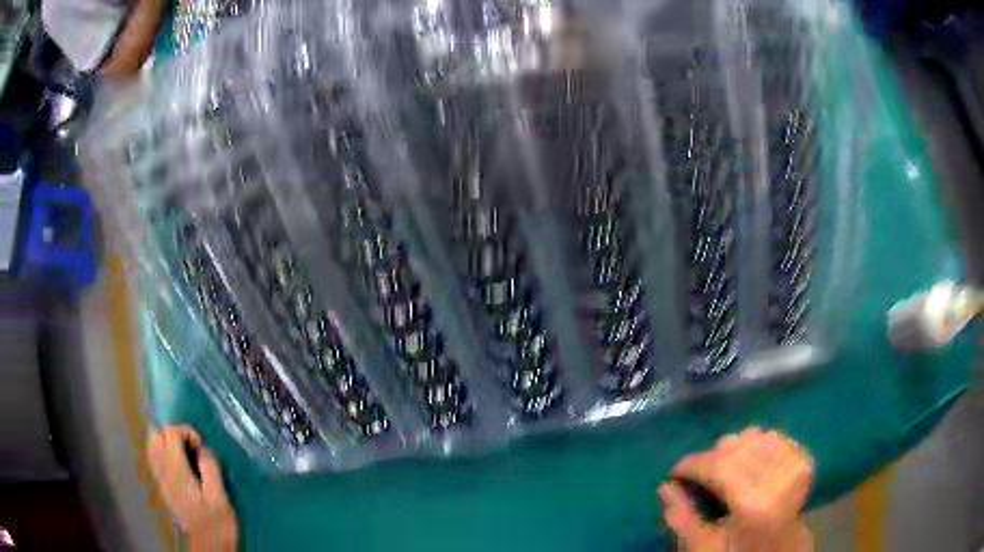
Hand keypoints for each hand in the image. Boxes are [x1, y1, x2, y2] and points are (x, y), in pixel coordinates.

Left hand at [147, 426, 237, 551]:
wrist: (208, 545)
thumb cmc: (217, 523)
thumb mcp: (220, 497)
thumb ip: (210, 469)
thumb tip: (203, 449)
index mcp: (177, 471)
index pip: (170, 433)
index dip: (186, 432)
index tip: (201, 447)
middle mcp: (164, 471)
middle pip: (155, 434)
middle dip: (173, 432)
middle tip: (191, 446)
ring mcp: (161, 478)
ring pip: (151, 444)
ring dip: (165, 440)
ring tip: (184, 451)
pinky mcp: (162, 485)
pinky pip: (153, 457)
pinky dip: (161, 451)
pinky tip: (176, 462)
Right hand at [658, 428, 814, 551]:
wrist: (781, 551)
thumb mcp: (703, 547)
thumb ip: (682, 518)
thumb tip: (664, 486)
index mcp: (755, 504)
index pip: (718, 466)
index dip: (692, 464)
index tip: (675, 472)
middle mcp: (779, 478)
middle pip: (735, 446)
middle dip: (710, 458)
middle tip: (700, 477)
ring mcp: (795, 466)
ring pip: (753, 435)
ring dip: (733, 450)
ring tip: (725, 471)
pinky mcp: (804, 459)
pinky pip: (773, 436)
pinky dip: (755, 445)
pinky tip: (749, 464)